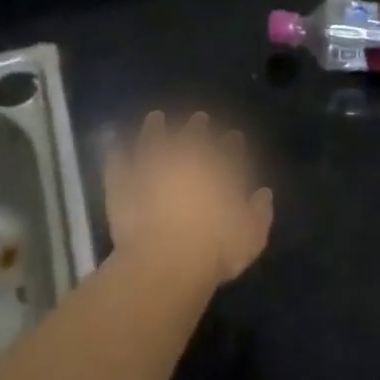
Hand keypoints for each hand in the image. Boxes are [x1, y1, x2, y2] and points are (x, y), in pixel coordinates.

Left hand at [104, 111, 272, 285]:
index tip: (234, 137)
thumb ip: (260, 211)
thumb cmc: (214, 249)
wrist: (164, 261)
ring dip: (155, 127)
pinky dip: (117, 151)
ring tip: (155, 118)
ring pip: (153, 137)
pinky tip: (116, 145)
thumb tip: (263, 193)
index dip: (232, 142)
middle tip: (199, 118)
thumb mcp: (252, 236)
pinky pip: (117, 161)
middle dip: (198, 125)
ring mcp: (152, 166)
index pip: (230, 148)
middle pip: (194, 134)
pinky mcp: (123, 182)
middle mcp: (187, 158)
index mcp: (221, 168)